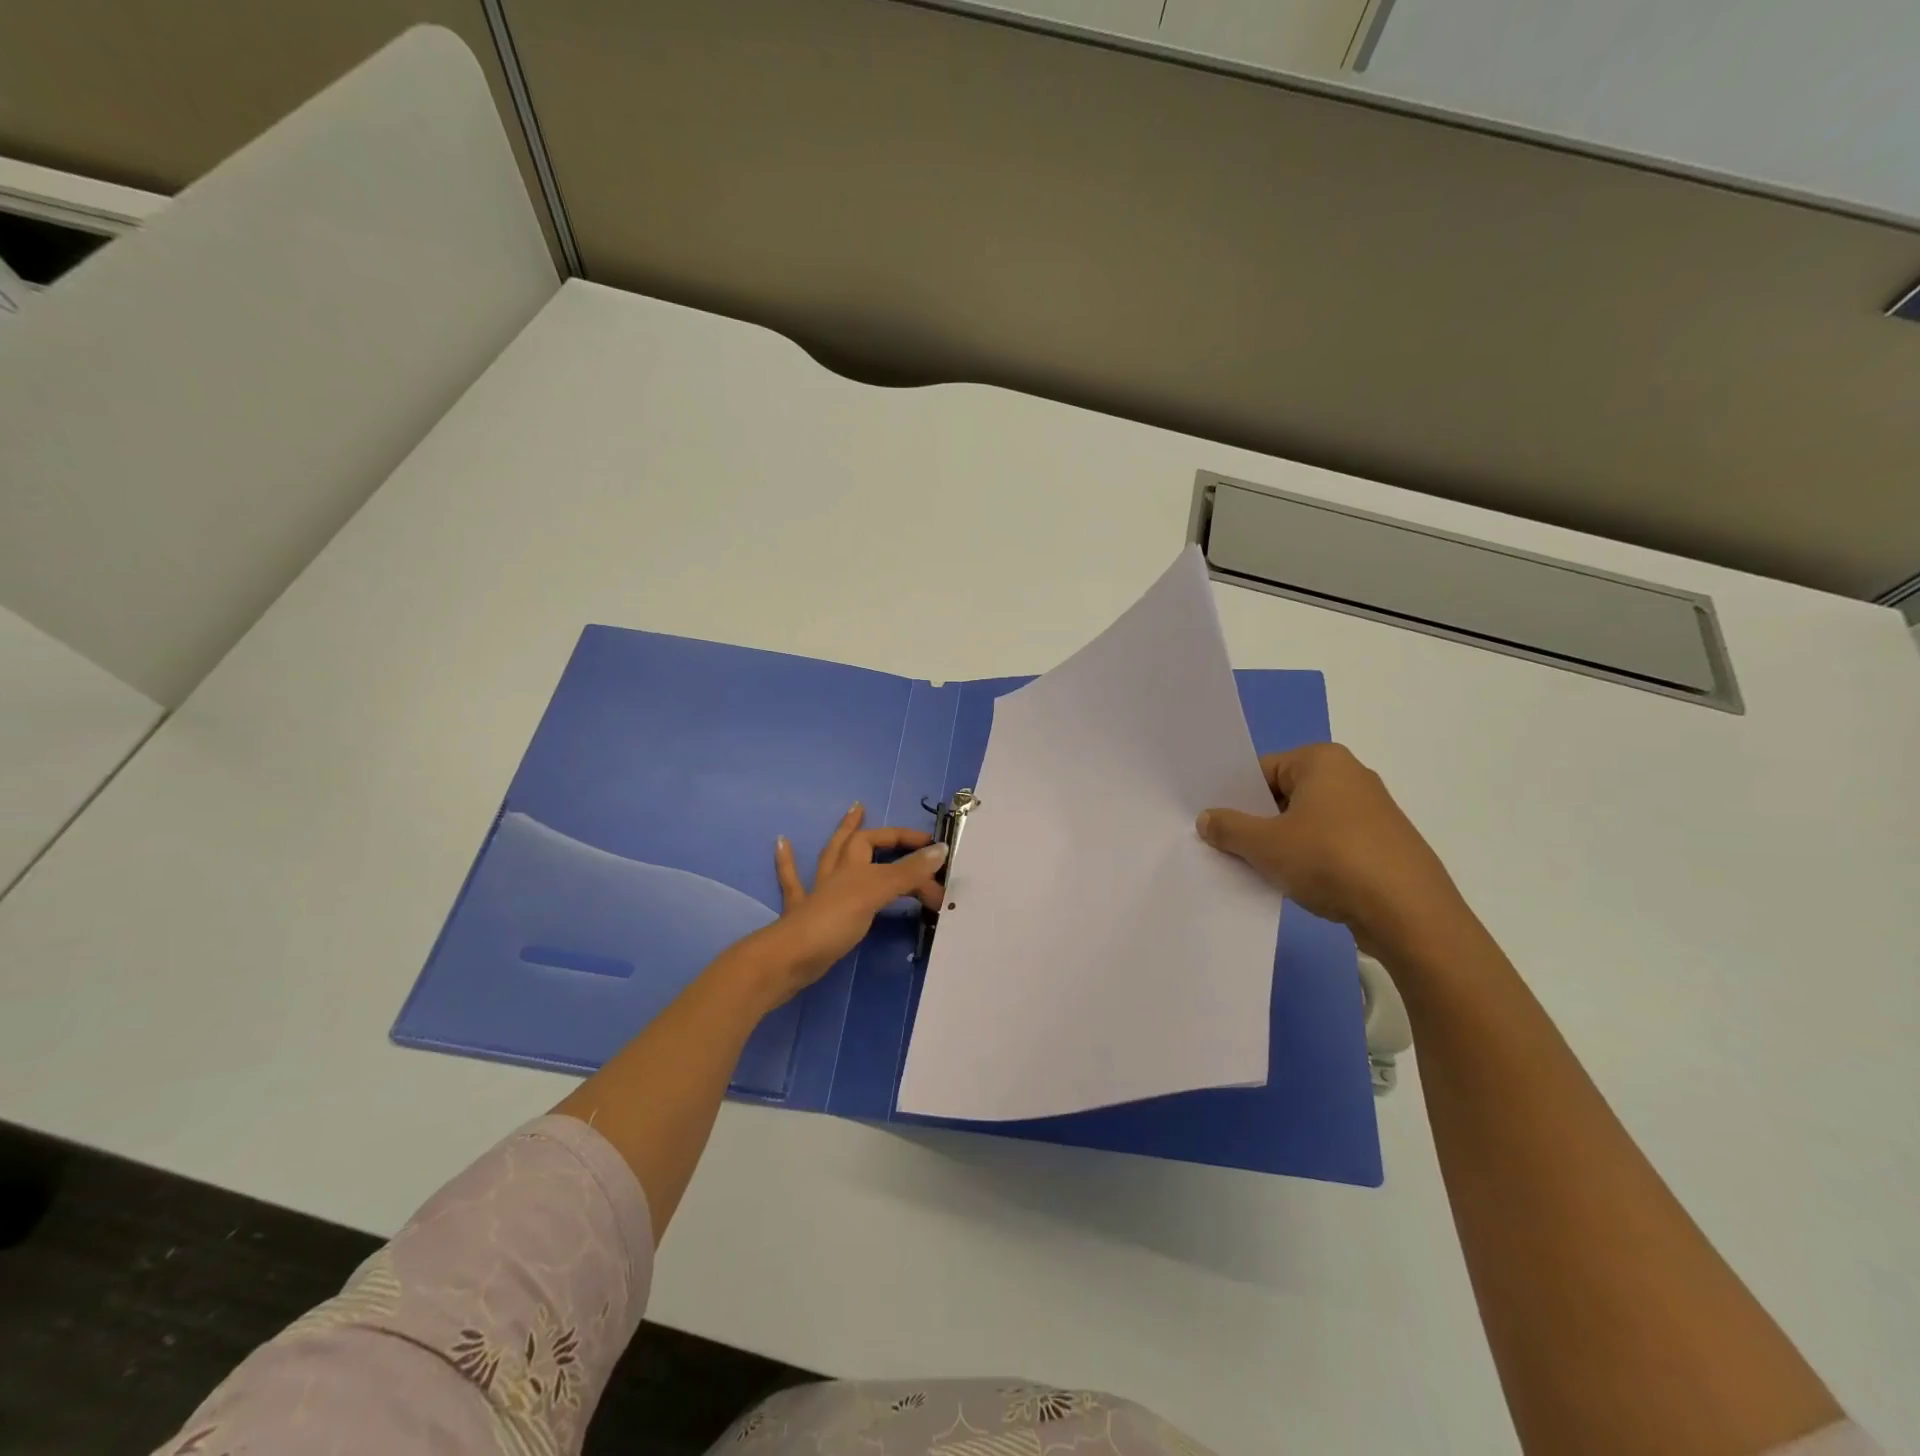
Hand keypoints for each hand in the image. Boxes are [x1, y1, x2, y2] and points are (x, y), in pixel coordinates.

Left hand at [745, 803, 946, 1004]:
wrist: (792, 958)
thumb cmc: (835, 920)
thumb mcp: (877, 891)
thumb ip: (908, 872)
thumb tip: (940, 849)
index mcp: (852, 864)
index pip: (881, 840)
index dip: (906, 840)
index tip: (934, 848)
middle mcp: (835, 874)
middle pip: (854, 845)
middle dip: (870, 832)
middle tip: (871, 812)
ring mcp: (817, 894)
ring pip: (830, 858)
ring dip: (839, 838)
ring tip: (847, 815)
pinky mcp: (805, 916)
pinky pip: (793, 883)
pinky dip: (787, 862)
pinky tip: (781, 843)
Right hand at [1196, 743, 1467, 960]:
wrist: (1409, 914)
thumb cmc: (1330, 860)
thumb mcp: (1265, 845)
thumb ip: (1229, 828)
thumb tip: (1207, 819)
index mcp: (1322, 761)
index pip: (1261, 770)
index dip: (1233, 798)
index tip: (1213, 824)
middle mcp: (1350, 776)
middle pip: (1284, 795)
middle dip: (1256, 823)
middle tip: (1226, 848)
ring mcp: (1371, 812)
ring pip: (1307, 823)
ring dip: (1281, 845)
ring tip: (1257, 870)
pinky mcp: (1383, 846)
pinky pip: (1330, 844)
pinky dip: (1309, 860)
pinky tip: (1295, 884)